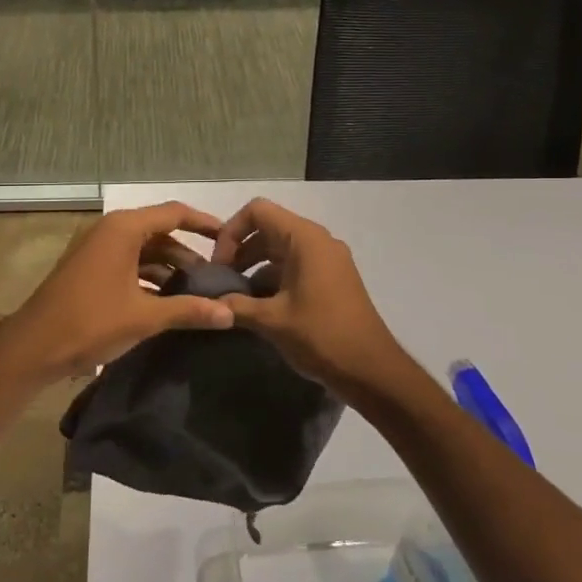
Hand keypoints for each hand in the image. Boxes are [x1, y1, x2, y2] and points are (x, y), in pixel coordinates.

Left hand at [0, 202, 234, 379]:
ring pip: (143, 250)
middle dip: (188, 253)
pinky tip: (167, 300)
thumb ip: (189, 310)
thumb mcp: (145, 317)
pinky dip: (149, 276)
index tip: (230, 238)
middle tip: (216, 276)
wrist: (33, 346)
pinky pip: (128, 263)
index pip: (174, 213)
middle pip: (159, 232)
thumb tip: (230, 314)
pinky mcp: (89, 268)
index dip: (204, 223)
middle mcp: (110, 230)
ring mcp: (96, 249)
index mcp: (123, 229)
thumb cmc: (91, 322)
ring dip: (169, 267)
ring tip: (197, 292)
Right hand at [211, 197, 416, 399]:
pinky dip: (273, 278)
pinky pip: (295, 266)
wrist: (371, 370)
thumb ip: (235, 305)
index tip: (220, 265)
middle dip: (240, 251)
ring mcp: (328, 260)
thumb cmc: (321, 335)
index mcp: (304, 239)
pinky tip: (259, 307)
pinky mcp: (332, 279)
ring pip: (281, 249)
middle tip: (222, 282)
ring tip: (236, 297)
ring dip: (255, 266)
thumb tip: (209, 302)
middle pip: (268, 228)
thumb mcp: (271, 320)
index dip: (231, 232)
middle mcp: (318, 241)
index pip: (257, 211)